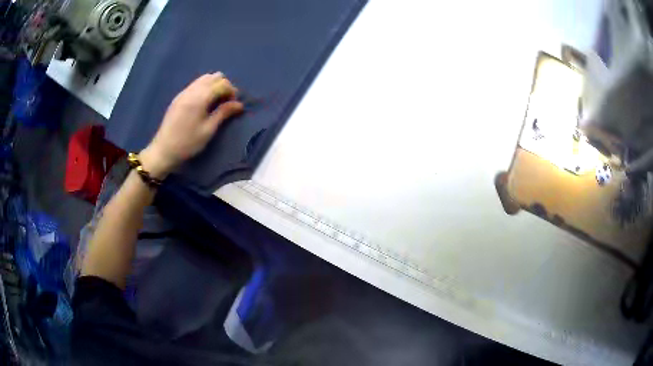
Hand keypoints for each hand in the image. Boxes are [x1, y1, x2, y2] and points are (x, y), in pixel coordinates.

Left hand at [140, 72, 243, 178]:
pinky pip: (195, 84)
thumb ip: (223, 113)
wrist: (163, 150)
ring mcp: (184, 92)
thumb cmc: (188, 143)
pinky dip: (204, 88)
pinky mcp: (179, 97)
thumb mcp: (208, 130)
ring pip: (204, 78)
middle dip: (224, 86)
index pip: (222, 83)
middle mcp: (192, 90)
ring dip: (214, 86)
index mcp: (200, 98)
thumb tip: (239, 104)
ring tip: (215, 102)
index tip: (234, 105)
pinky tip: (203, 104)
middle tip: (225, 103)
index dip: (232, 91)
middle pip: (214, 77)